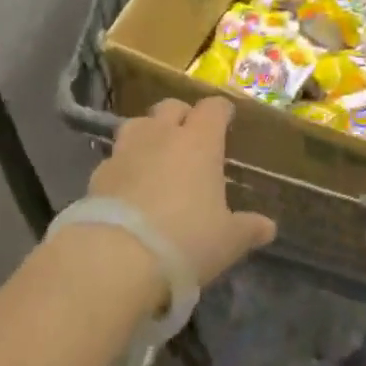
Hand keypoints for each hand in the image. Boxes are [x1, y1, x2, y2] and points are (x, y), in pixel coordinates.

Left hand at [90, 98, 275, 284]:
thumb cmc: (185, 240)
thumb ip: (248, 229)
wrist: (115, 259)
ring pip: (138, 124)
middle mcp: (162, 135)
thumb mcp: (227, 241)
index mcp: (199, 141)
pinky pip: (115, 158)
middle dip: (182, 116)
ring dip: (149, 133)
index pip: (213, 108)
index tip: (226, 118)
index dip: (221, 110)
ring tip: (155, 155)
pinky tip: (128, 187)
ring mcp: (125, 151)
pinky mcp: (97, 174)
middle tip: (190, 136)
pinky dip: (124, 165)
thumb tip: (268, 227)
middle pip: (171, 106)